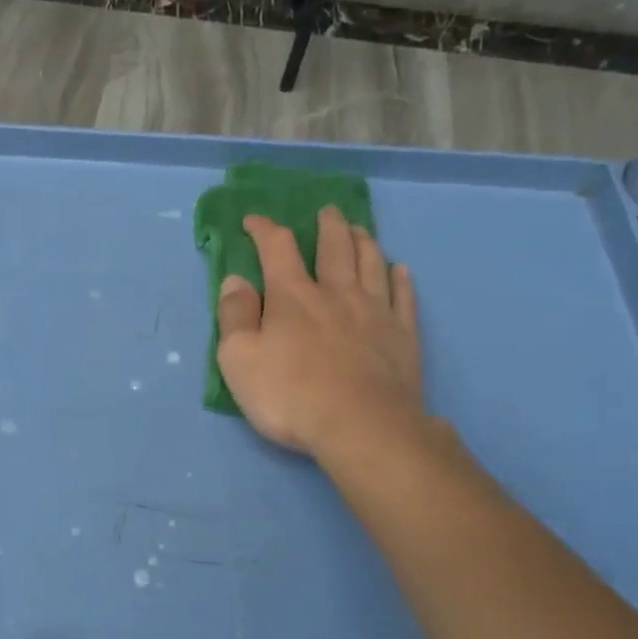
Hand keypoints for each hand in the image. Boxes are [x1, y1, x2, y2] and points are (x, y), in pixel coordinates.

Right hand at [216, 206, 423, 458]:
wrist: (360, 426)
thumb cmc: (289, 395)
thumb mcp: (239, 359)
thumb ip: (234, 317)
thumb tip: (235, 281)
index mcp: (292, 297)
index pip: (277, 249)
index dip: (264, 230)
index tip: (254, 221)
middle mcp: (336, 293)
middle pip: (334, 248)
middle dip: (327, 226)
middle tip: (327, 212)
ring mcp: (375, 312)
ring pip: (371, 264)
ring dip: (364, 242)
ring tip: (360, 230)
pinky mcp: (403, 335)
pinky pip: (404, 297)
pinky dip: (400, 279)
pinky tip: (399, 270)